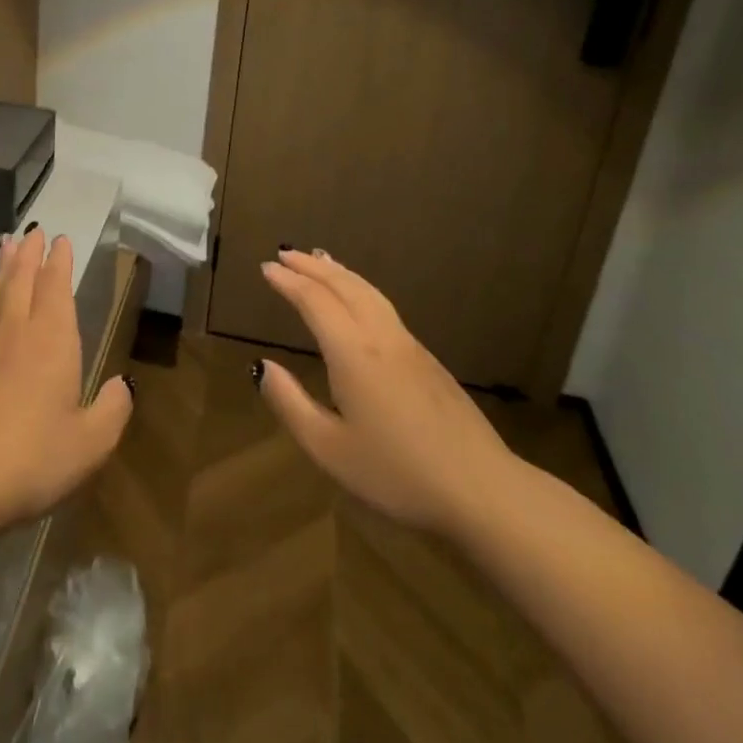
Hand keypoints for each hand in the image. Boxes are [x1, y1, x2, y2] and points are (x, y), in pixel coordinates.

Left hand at [0, 230, 132, 533]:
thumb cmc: (31, 459)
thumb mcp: (90, 444)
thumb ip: (112, 411)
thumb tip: (122, 385)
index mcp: (51, 342)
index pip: (55, 288)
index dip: (59, 262)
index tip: (59, 239)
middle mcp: (16, 335)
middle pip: (21, 281)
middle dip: (29, 254)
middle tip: (32, 230)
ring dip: (5, 269)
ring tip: (6, 247)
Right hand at [256, 249, 518, 533]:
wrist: (481, 489)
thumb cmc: (398, 473)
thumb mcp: (330, 449)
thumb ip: (291, 403)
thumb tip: (261, 366)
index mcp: (353, 353)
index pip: (315, 301)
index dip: (288, 282)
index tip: (266, 267)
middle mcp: (381, 337)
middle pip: (344, 286)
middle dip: (312, 266)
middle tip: (285, 253)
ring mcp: (409, 345)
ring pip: (369, 292)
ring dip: (339, 272)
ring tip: (320, 259)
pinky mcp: (428, 360)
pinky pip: (384, 306)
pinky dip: (360, 288)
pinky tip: (359, 298)